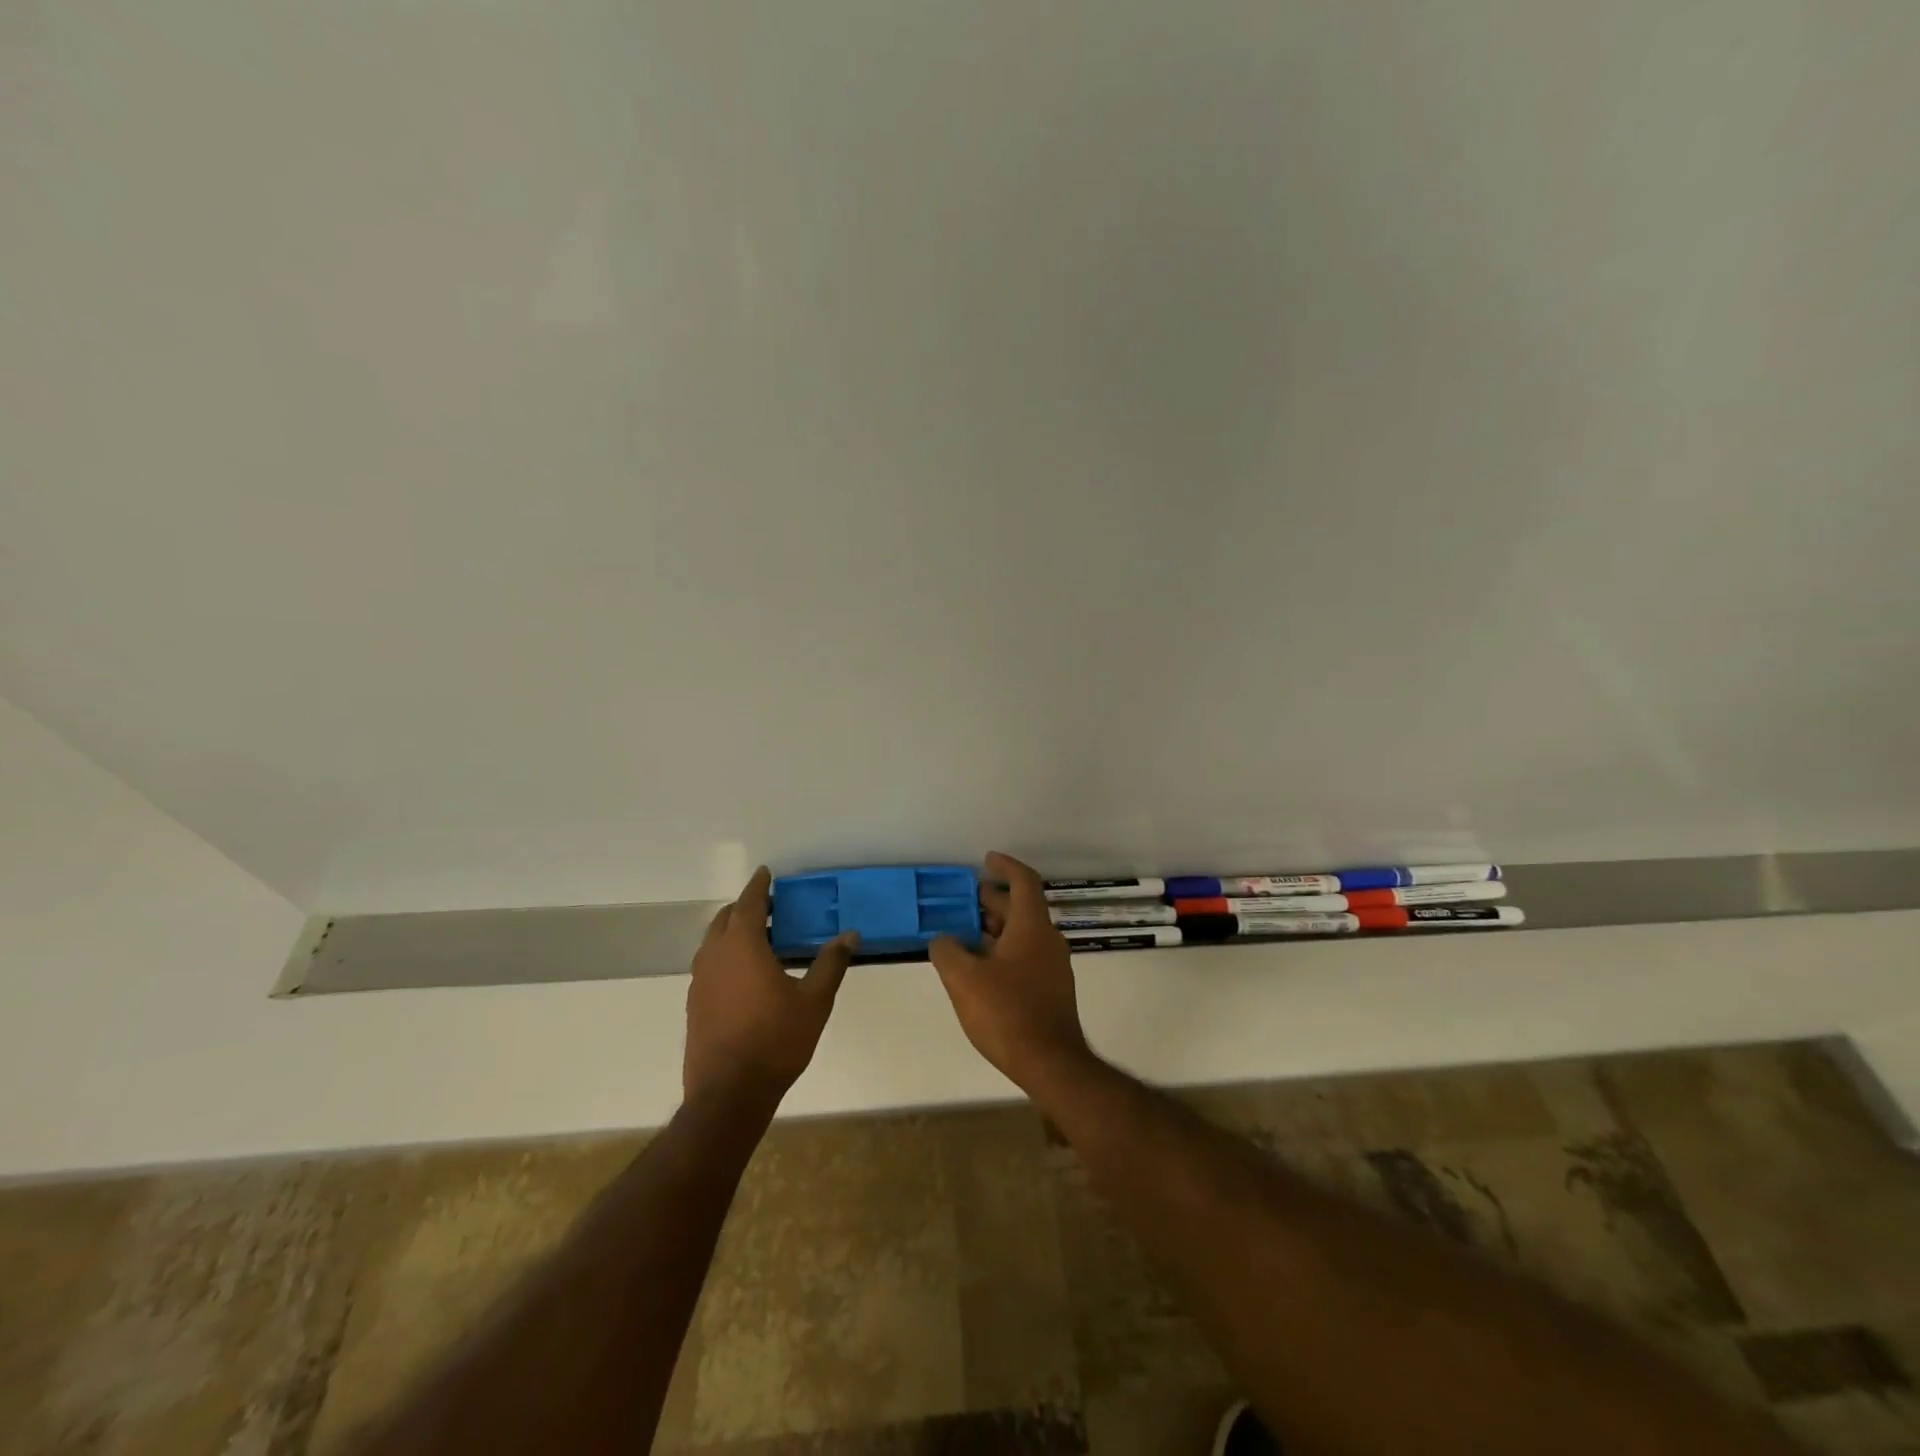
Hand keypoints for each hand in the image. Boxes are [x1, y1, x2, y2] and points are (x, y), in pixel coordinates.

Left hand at [684, 867, 858, 1104]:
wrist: (728, 1093)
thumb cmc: (775, 1040)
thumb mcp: (814, 1001)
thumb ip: (831, 964)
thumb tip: (849, 935)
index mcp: (742, 946)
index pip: (748, 904)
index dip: (758, 886)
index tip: (766, 873)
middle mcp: (714, 957)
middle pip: (725, 919)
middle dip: (744, 908)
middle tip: (768, 908)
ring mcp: (699, 982)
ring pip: (712, 943)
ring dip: (732, 932)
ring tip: (758, 939)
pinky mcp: (694, 1006)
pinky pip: (709, 966)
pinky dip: (725, 957)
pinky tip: (744, 977)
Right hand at [929, 851, 1093, 1092]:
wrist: (1051, 1063)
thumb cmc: (1007, 1013)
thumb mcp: (964, 979)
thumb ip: (947, 951)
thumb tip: (943, 939)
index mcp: (1032, 927)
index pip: (1024, 881)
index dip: (1005, 866)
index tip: (986, 860)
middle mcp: (1047, 940)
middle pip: (1022, 908)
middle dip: (994, 899)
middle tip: (966, 899)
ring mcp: (1052, 966)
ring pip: (1023, 933)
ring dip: (996, 927)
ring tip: (965, 933)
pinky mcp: (1051, 990)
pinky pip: (1025, 955)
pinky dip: (1003, 949)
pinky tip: (980, 968)